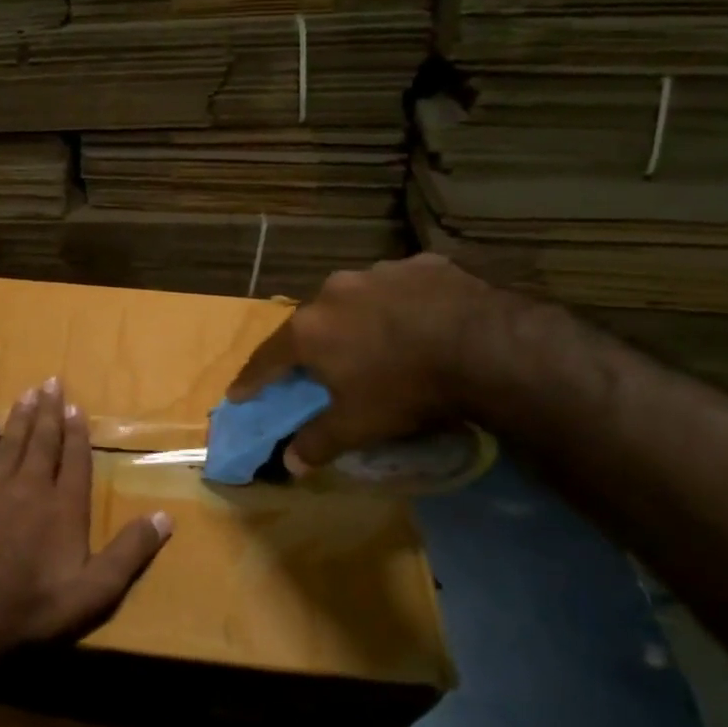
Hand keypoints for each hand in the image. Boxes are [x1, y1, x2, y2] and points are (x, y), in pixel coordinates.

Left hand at [0, 378, 173, 656]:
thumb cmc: (30, 605)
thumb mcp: (94, 591)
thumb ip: (130, 552)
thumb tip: (165, 517)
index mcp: (64, 507)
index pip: (75, 460)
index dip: (77, 433)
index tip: (76, 407)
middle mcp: (30, 486)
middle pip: (42, 442)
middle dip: (49, 412)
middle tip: (52, 382)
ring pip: (10, 443)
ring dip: (21, 418)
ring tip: (27, 393)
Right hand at [228, 254, 494, 474]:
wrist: (488, 347)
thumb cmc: (407, 388)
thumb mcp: (358, 425)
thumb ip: (318, 442)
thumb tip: (290, 463)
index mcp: (309, 330)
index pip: (267, 358)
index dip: (252, 379)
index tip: (239, 393)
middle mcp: (334, 292)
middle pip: (310, 323)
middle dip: (309, 344)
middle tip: (316, 365)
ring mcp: (379, 273)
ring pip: (355, 299)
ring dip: (356, 319)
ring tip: (375, 341)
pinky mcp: (423, 263)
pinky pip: (400, 288)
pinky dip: (400, 305)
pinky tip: (420, 321)